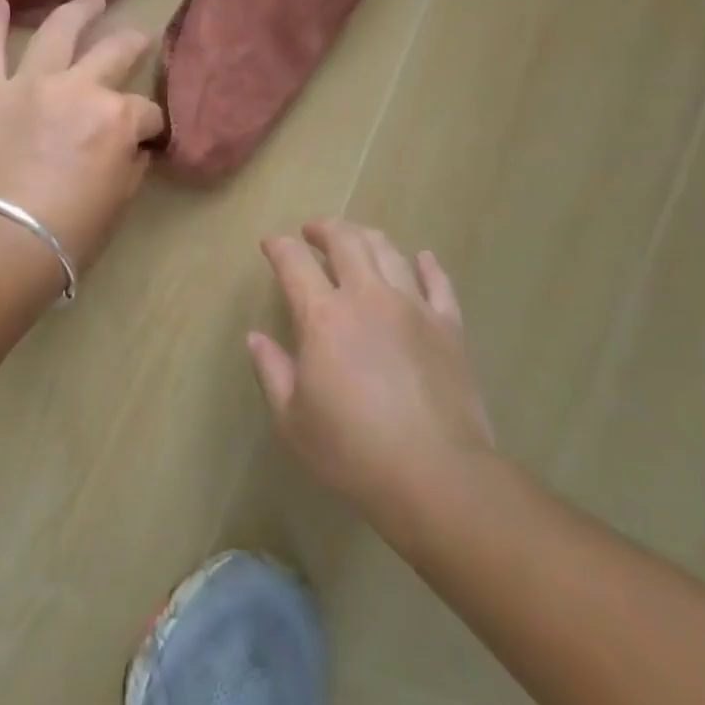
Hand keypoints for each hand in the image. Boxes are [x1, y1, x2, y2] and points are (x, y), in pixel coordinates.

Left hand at [0, 0, 165, 271]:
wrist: (5, 244)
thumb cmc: (73, 231)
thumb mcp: (121, 198)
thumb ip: (130, 161)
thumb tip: (131, 146)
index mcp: (117, 117)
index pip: (147, 113)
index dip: (152, 126)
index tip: (148, 139)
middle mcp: (78, 88)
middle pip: (114, 53)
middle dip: (132, 44)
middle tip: (138, 39)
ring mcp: (30, 85)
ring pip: (58, 32)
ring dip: (79, 11)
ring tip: (93, 0)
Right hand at [247, 220, 495, 523]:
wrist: (436, 475)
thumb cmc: (352, 451)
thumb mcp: (292, 419)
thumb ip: (272, 371)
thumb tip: (255, 338)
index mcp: (323, 316)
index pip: (294, 262)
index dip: (279, 247)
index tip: (271, 244)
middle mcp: (368, 296)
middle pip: (346, 241)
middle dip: (325, 228)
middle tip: (313, 232)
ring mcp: (413, 306)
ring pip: (389, 251)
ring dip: (367, 237)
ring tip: (356, 239)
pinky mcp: (449, 325)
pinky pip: (438, 282)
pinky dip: (427, 264)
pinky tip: (421, 258)